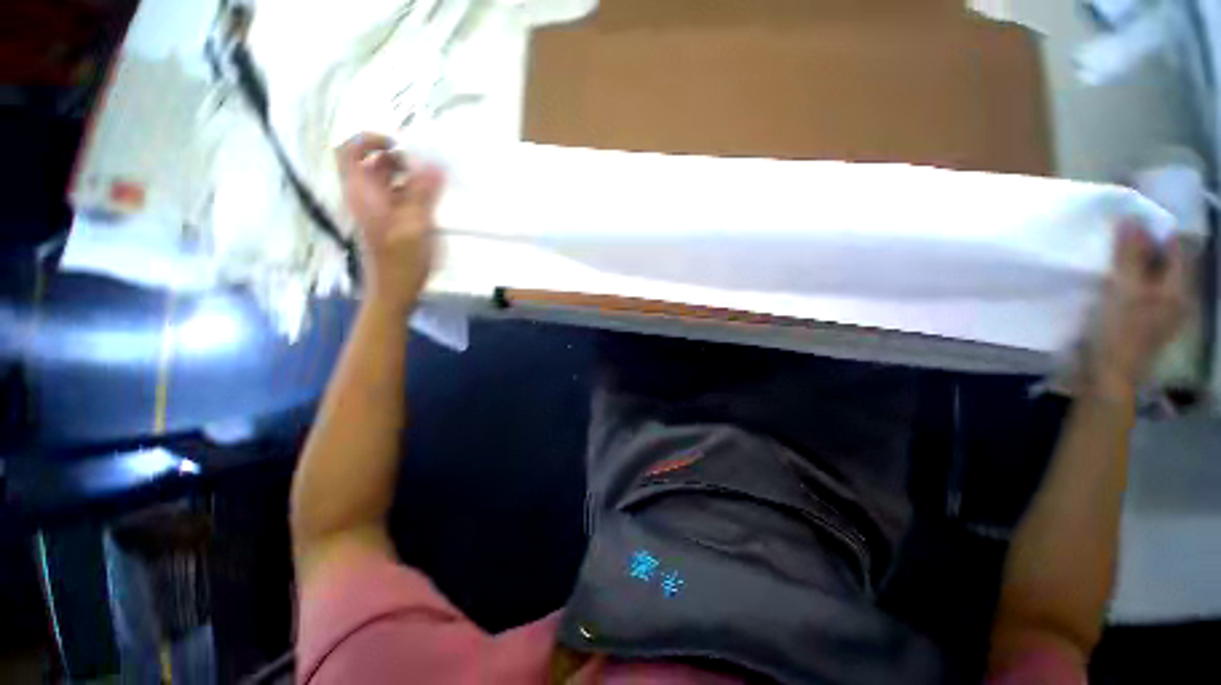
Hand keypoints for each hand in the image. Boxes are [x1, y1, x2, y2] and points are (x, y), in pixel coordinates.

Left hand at [337, 133, 444, 313]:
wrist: (394, 292)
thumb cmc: (401, 262)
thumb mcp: (414, 226)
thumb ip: (422, 194)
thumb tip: (434, 165)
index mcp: (362, 193)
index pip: (350, 151)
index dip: (370, 140)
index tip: (400, 145)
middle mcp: (365, 197)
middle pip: (373, 163)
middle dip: (399, 158)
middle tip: (425, 167)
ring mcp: (378, 210)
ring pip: (388, 180)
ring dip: (409, 176)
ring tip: (434, 183)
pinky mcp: (390, 222)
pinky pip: (399, 197)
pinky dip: (414, 193)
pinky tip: (433, 201)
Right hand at [1087, 220, 1191, 397]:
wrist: (1108, 377)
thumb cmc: (1118, 332)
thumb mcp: (1123, 290)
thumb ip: (1129, 254)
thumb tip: (1130, 218)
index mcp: (1178, 287)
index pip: (1173, 245)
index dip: (1153, 229)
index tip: (1127, 220)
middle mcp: (1178, 297)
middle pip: (1165, 261)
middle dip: (1144, 246)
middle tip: (1116, 237)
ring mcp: (1164, 312)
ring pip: (1154, 276)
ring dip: (1137, 264)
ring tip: (1112, 258)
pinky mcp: (1148, 322)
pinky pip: (1145, 291)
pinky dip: (1133, 281)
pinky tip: (1116, 283)